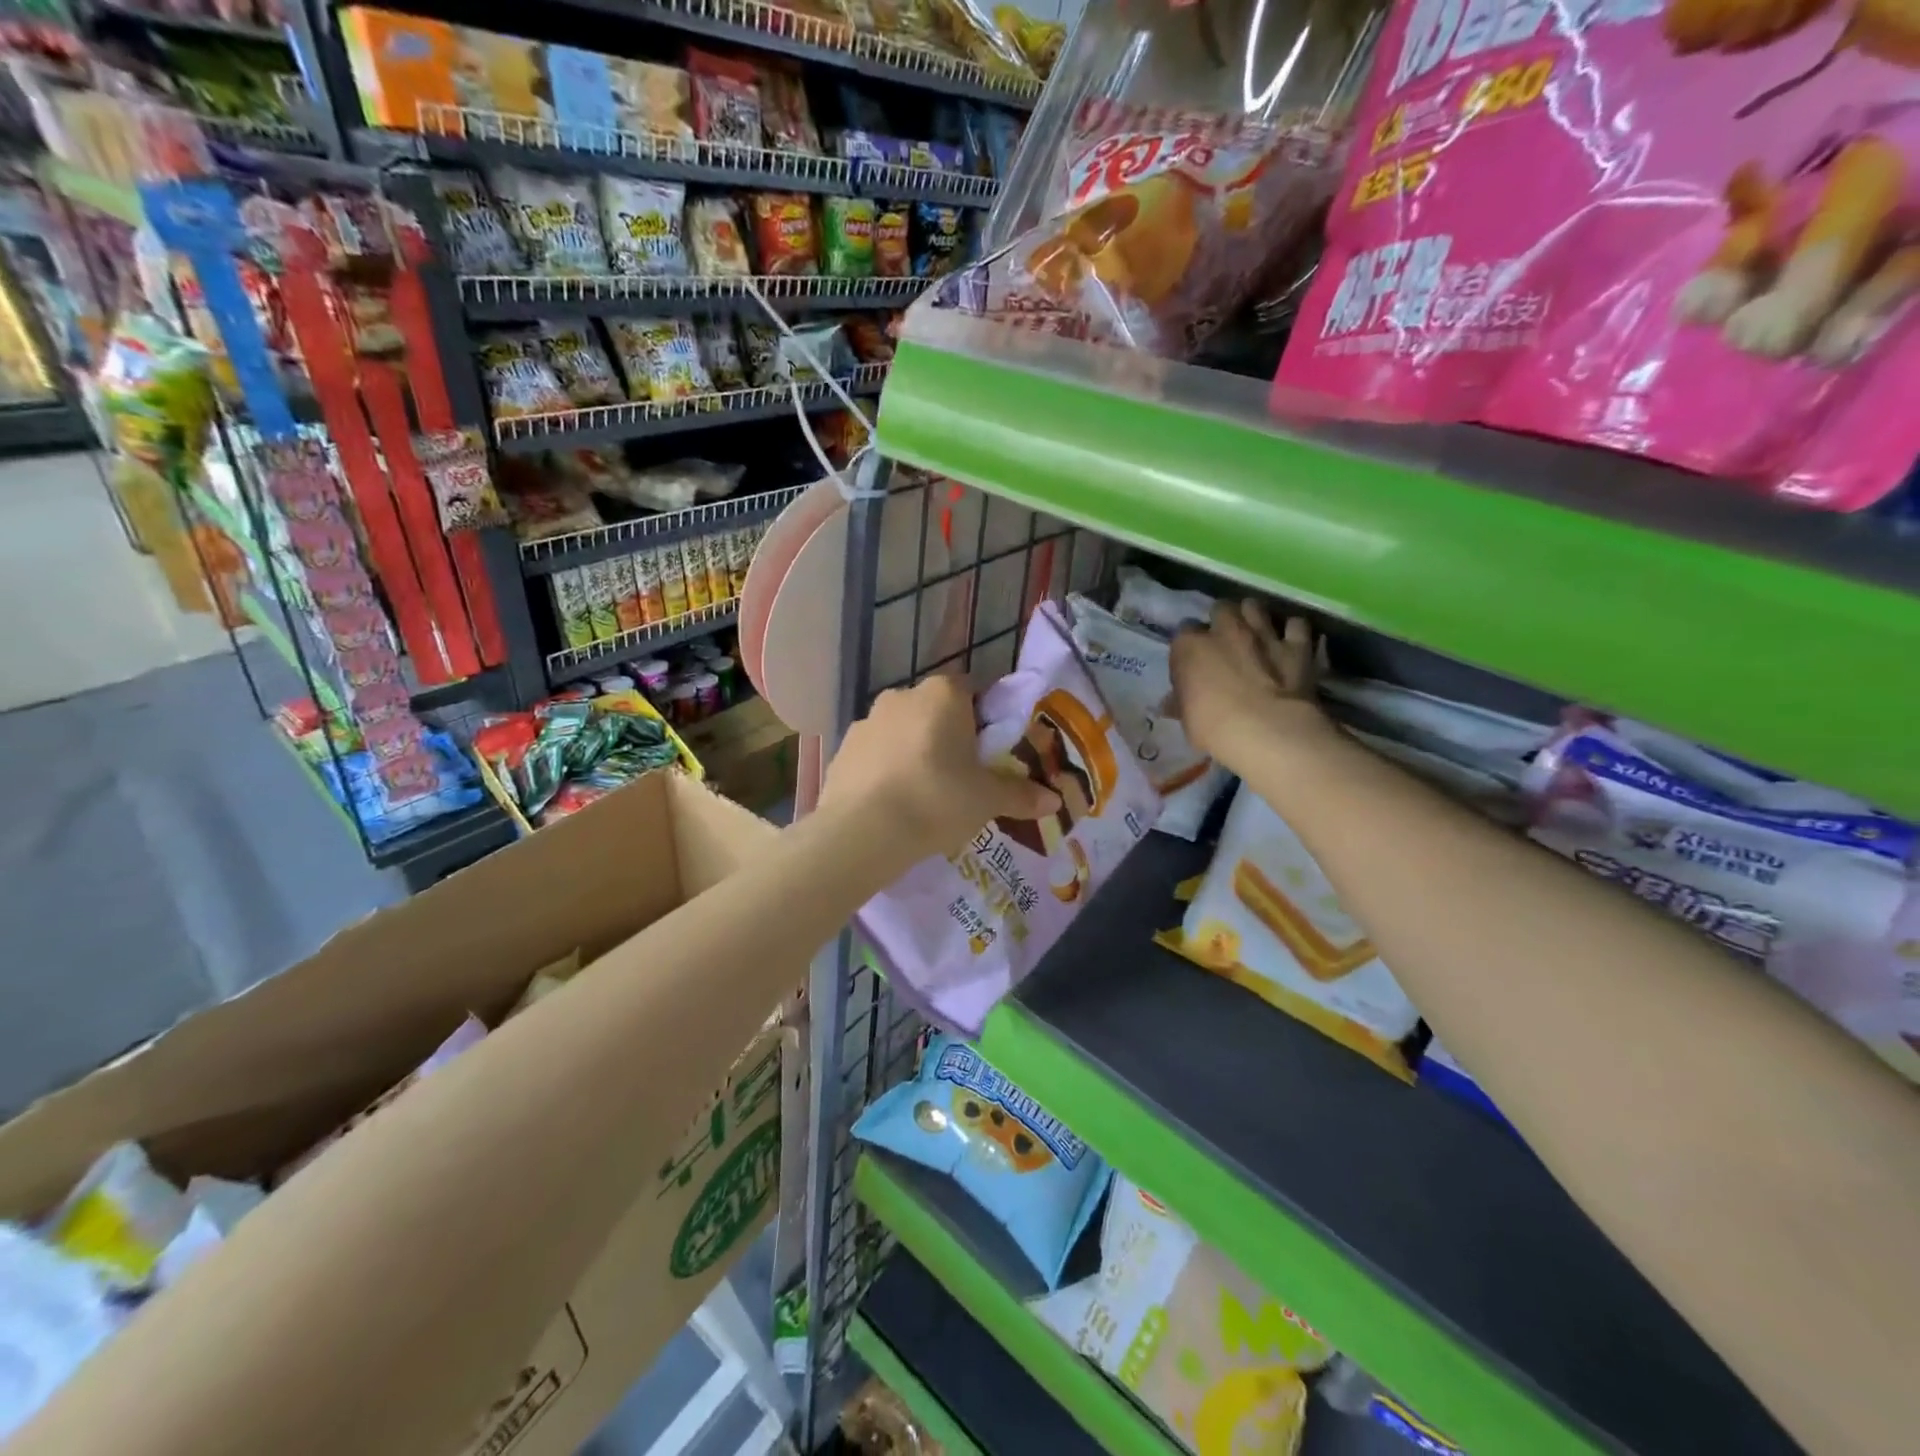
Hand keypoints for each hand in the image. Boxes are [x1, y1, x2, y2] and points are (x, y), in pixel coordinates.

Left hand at [822, 674, 1059, 857]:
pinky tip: (893, 802)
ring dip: (915, 751)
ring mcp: (867, 719)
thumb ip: (1020, 795)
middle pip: (936, 710)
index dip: (985, 720)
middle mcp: (903, 695)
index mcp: (944, 693)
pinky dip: (886, 769)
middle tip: (962, 776)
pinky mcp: (843, 747)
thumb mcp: (987, 800)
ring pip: (903, 730)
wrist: (862, 830)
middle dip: (949, 736)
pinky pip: (875, 753)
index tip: (990, 752)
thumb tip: (1054, 801)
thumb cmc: (937, 799)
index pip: (974, 691)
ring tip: (925, 794)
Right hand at [1169, 601, 1331, 773]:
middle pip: (1220, 609)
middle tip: (1225, 639)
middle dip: (1222, 620)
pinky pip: (1296, 624)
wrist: (1266, 730)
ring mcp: (1262, 633)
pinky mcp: (1296, 644)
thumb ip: (1181, 702)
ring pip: (1255, 606)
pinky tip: (1291, 639)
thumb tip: (1170, 703)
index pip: (1183, 633)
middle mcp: (1224, 630)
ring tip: (1255, 631)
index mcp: (1189, 647)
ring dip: (1253, 616)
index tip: (1194, 660)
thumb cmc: (1214, 727)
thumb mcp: (1187, 719)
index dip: (1190, 646)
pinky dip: (1293, 630)